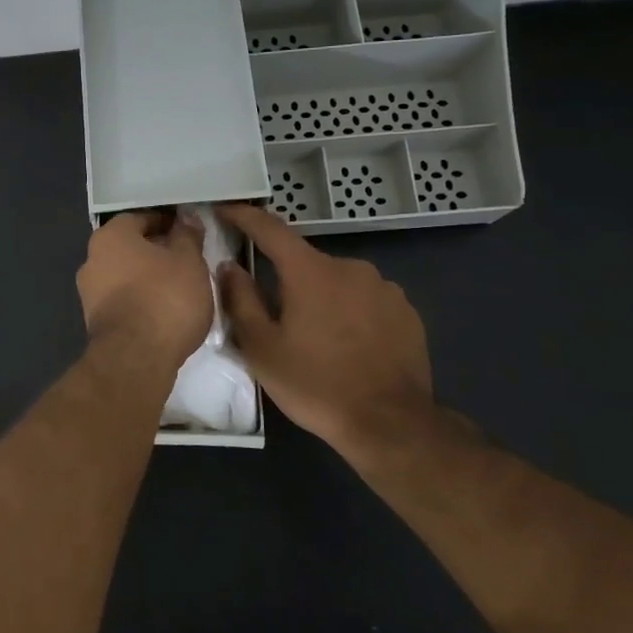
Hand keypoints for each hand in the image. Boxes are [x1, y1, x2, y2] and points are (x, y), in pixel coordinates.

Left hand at [77, 211, 212, 366]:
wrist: (136, 358)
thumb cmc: (165, 298)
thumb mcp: (189, 261)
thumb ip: (187, 235)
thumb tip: (186, 217)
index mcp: (110, 236)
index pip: (141, 218)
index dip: (167, 223)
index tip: (190, 233)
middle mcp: (92, 259)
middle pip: (130, 247)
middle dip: (157, 251)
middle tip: (188, 261)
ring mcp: (89, 292)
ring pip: (125, 275)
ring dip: (149, 277)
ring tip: (181, 288)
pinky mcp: (95, 321)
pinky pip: (122, 300)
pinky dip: (141, 300)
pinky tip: (164, 311)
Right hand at [216, 203, 436, 468]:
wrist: (390, 423)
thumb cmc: (315, 384)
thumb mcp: (262, 348)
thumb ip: (241, 300)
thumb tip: (229, 266)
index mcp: (310, 271)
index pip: (270, 229)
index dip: (244, 216)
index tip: (225, 209)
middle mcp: (350, 267)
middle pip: (305, 262)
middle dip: (285, 279)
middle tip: (273, 315)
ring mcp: (384, 288)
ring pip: (337, 282)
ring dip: (320, 297)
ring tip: (314, 337)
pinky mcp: (406, 312)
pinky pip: (366, 300)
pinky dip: (349, 312)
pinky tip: (347, 344)